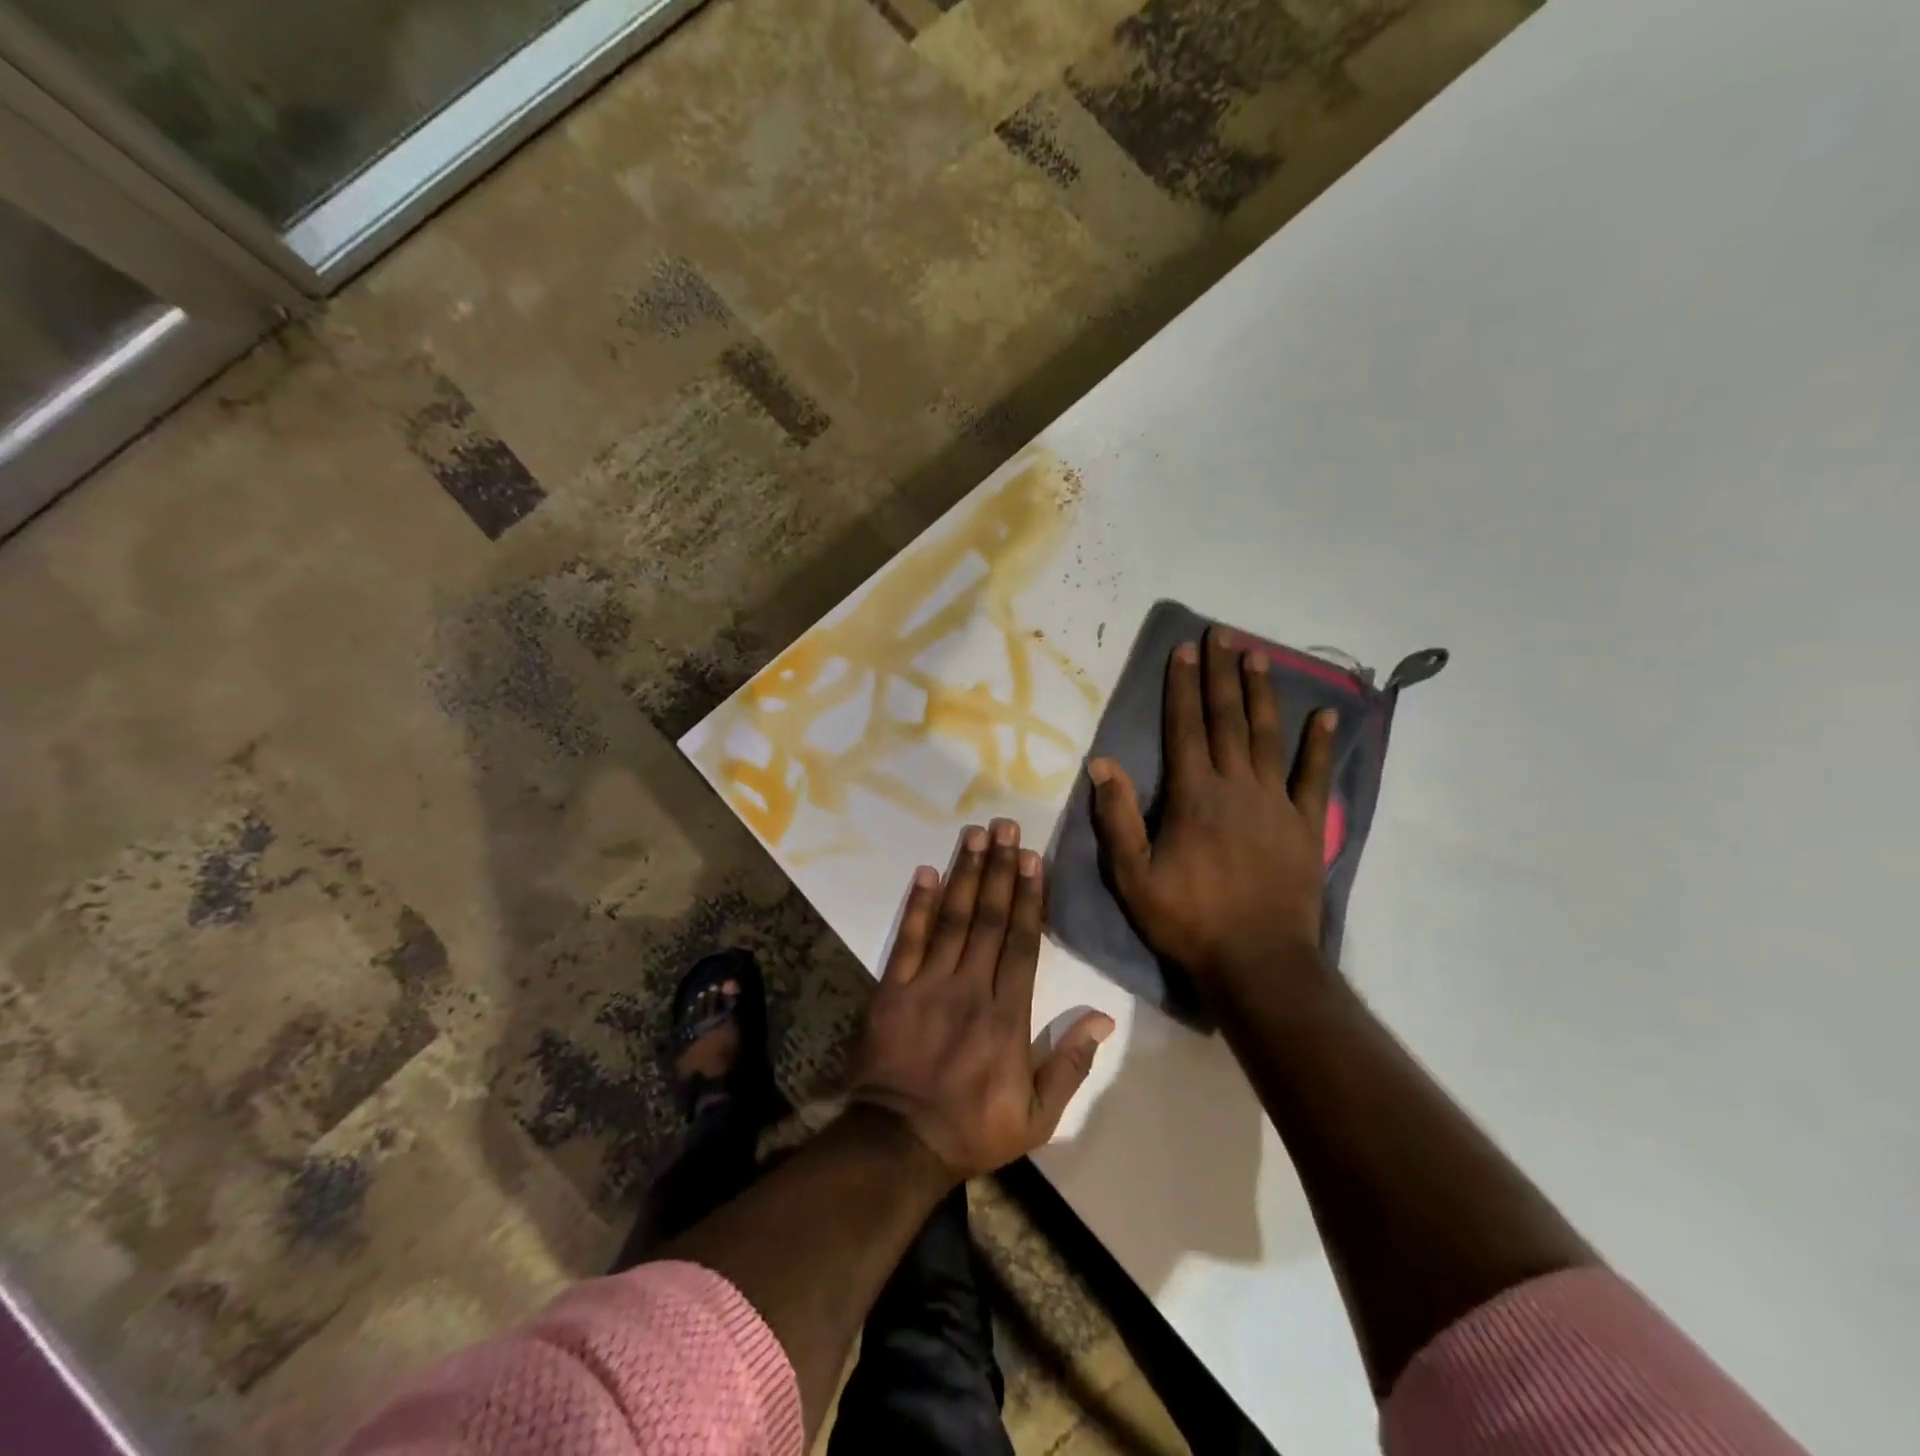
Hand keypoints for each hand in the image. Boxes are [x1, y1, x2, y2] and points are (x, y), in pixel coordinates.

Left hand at [850, 819, 1114, 1181]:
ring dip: (963, 874)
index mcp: (1007, 1016)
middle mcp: (969, 989)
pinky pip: (907, 940)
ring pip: (950, 920)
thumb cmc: (974, 1129)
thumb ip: (1070, 1065)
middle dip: (998, 870)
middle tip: (1004, 827)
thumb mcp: (1038, 1117)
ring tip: (973, 835)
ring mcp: (927, 985)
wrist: (899, 1143)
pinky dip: (917, 905)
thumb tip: (1103, 1019)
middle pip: (987, 919)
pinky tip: (926, 872)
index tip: (1031, 858)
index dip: (1027, 897)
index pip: (1021, 943)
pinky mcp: (892, 990)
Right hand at [1088, 626, 1337, 997]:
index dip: (1183, 687)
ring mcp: (1276, 803)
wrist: (1258, 962)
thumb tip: (1101, 763)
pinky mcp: (1304, 825)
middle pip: (1227, 720)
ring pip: (1267, 736)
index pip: (1186, 728)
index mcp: (1194, 797)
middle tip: (1221, 634)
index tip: (1184, 650)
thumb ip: (1118, 817)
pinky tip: (1326, 715)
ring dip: (1262, 693)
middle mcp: (1237, 787)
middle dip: (1221, 674)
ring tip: (1257, 656)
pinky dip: (1319, 744)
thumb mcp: (1133, 876)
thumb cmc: (1189, 920)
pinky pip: (1313, 776)